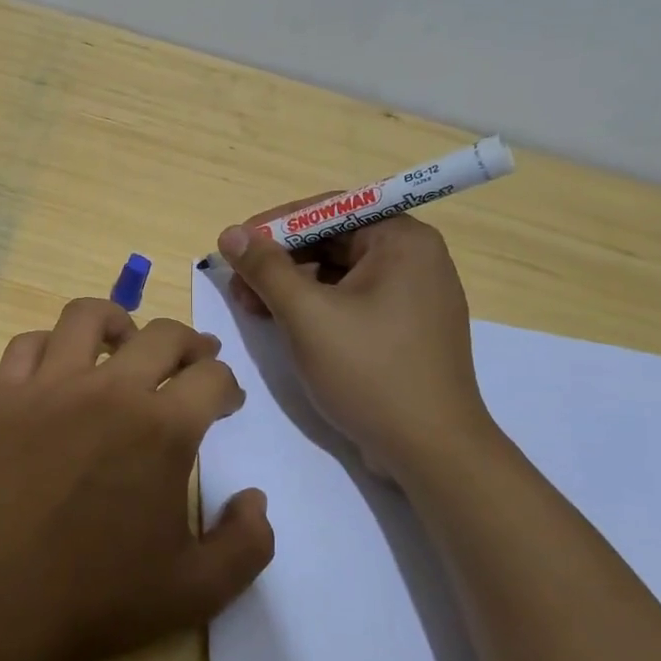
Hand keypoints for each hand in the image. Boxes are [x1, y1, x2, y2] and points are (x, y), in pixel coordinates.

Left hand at [0, 298, 273, 660]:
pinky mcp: (2, 399)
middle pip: (162, 335)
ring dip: (119, 321)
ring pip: (87, 317)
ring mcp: (48, 389)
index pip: (212, 379)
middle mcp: (108, 392)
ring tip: (127, 342)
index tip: (227, 403)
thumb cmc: (91, 599)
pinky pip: (27, 345)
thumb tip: (256, 499)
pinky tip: (59, 367)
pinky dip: (50, 344)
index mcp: (161, 430)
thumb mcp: (194, 592)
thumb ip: (246, 545)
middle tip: (196, 361)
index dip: (228, 386)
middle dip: (190, 343)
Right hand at [217, 208, 495, 477]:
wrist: (430, 450)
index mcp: (402, 240)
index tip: (234, 246)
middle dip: (280, 259)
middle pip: (332, 240)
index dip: (275, 225)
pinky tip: (284, 324)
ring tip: (252, 308)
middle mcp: (415, 258)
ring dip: (291, 285)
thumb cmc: (369, 372)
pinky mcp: (405, 327)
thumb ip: (266, 269)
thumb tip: (230, 234)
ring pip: (338, 272)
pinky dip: (315, 306)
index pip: (328, 210)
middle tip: (238, 284)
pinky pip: (352, 300)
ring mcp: (413, 295)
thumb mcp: (307, 315)